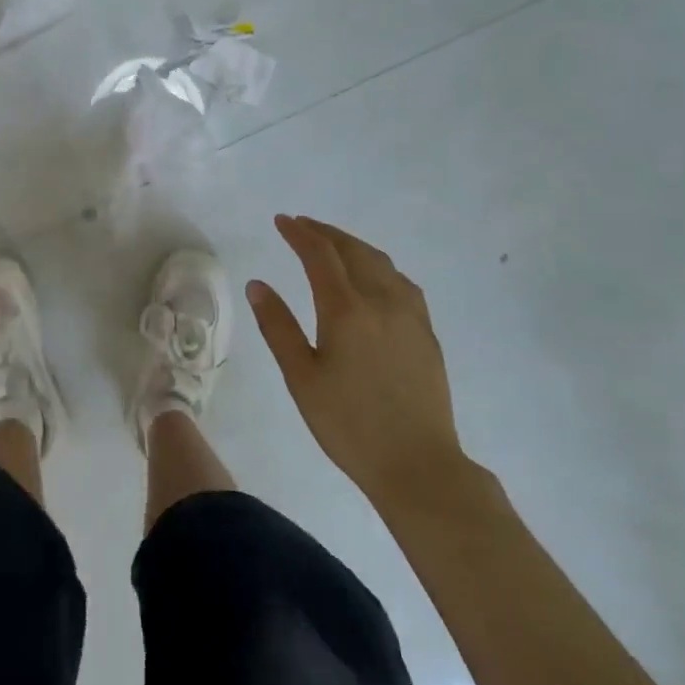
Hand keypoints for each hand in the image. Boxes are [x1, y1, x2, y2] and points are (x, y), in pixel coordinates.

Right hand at [247, 215, 469, 501]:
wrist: (419, 464)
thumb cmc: (349, 425)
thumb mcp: (301, 378)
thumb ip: (277, 326)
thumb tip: (257, 285)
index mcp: (346, 309)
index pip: (320, 254)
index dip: (300, 233)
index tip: (282, 220)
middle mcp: (381, 301)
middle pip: (353, 250)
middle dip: (325, 233)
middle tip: (302, 225)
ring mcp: (410, 315)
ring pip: (381, 262)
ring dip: (353, 245)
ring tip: (333, 245)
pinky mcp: (426, 332)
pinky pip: (401, 281)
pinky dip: (378, 266)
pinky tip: (373, 278)